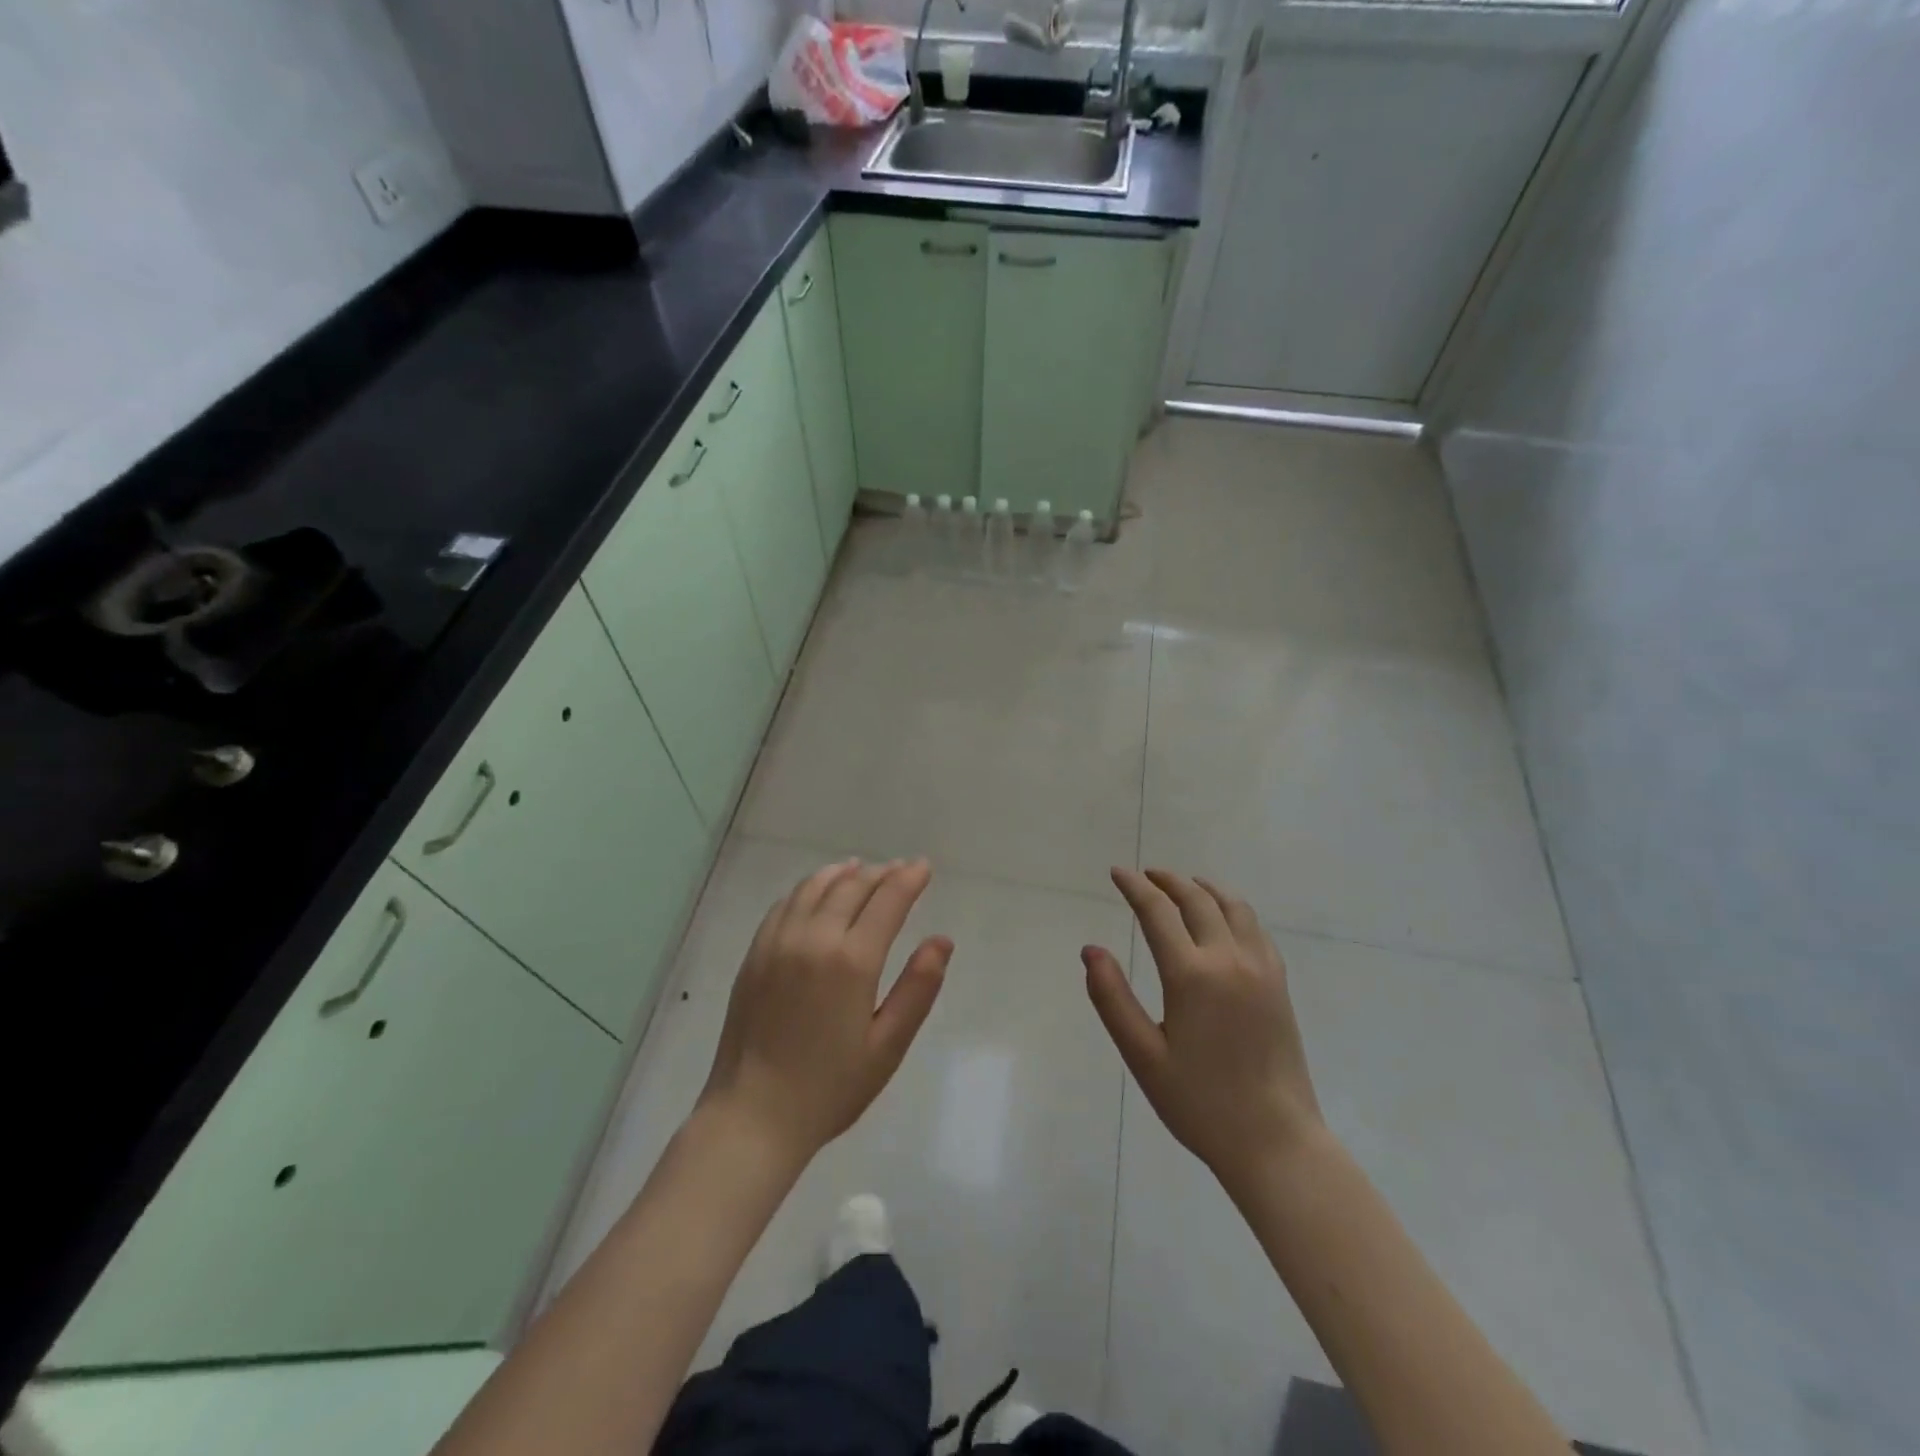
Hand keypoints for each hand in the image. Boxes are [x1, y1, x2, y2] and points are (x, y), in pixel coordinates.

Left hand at [698, 858, 950, 1163]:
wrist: (752, 1116)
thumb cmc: (830, 1088)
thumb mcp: (888, 1046)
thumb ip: (918, 988)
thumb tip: (941, 940)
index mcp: (852, 960)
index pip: (887, 899)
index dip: (909, 878)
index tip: (924, 867)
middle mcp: (813, 938)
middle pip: (852, 885)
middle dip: (881, 872)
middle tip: (900, 870)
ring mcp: (778, 942)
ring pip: (815, 887)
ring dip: (843, 873)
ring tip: (861, 869)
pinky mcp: (755, 953)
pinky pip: (785, 903)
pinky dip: (808, 888)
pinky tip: (816, 892)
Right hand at [1084, 868, 1324, 1192]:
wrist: (1275, 1141)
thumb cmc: (1200, 1103)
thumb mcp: (1143, 1056)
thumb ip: (1112, 998)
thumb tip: (1091, 950)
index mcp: (1191, 975)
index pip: (1157, 912)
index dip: (1134, 887)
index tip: (1117, 873)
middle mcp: (1229, 959)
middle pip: (1197, 900)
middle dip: (1167, 881)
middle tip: (1145, 875)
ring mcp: (1260, 969)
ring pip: (1232, 906)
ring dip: (1204, 888)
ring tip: (1184, 885)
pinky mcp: (1279, 984)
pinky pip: (1256, 928)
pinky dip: (1233, 908)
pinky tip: (1224, 918)